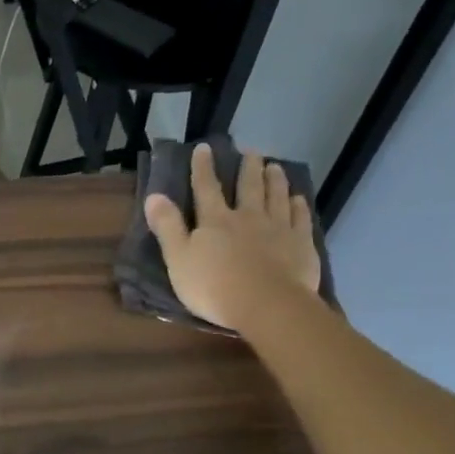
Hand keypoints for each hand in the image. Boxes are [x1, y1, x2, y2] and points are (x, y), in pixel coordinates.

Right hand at [144, 146, 322, 335]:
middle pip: (248, 187)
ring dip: (275, 180)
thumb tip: (154, 195)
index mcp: (215, 221)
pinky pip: (300, 219)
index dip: (203, 168)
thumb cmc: (214, 286)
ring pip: (276, 197)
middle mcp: (248, 217)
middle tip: (251, 151)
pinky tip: (299, 199)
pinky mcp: (301, 245)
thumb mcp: (178, 259)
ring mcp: (278, 229)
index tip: (204, 148)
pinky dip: (299, 206)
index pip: (206, 188)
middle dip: (248, 168)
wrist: (266, 305)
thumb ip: (167, 227)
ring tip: (275, 167)